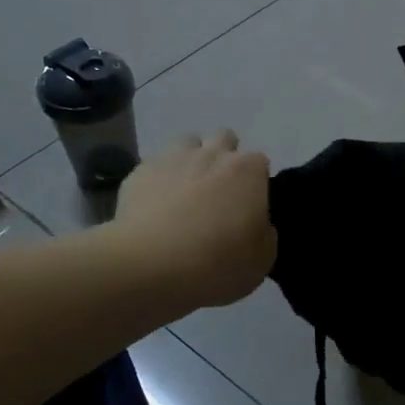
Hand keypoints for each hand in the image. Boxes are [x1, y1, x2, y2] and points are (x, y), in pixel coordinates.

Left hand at [115, 132, 275, 308]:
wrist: (149, 266)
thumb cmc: (217, 263)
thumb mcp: (262, 260)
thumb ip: (265, 234)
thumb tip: (257, 224)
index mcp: (248, 171)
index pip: (260, 162)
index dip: (256, 183)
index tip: (249, 207)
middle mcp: (212, 154)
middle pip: (224, 138)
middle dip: (224, 157)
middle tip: (220, 193)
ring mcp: (173, 159)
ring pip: (187, 143)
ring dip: (191, 160)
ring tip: (186, 193)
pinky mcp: (139, 173)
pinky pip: (155, 167)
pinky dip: (159, 181)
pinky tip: (155, 208)